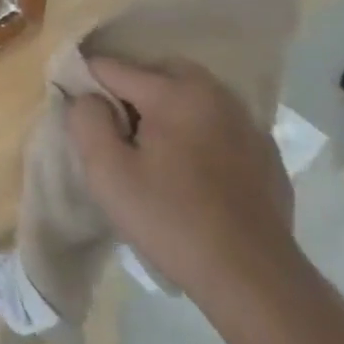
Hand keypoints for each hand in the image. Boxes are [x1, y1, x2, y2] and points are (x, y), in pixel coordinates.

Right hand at [64, 55, 302, 318]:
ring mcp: (247, 123)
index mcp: (175, 93)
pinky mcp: (265, 153)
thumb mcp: (106, 172)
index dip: (86, 84)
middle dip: (130, 90)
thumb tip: (88, 97)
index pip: (113, 67)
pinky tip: (190, 173)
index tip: (79, 115)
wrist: (251, 276)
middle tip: (115, 130)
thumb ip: (87, 121)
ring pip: (192, 95)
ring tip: (151, 150)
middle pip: (159, 71)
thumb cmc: (169, 219)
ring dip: (165, 109)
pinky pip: (217, 124)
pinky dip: (196, 132)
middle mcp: (216, 95)